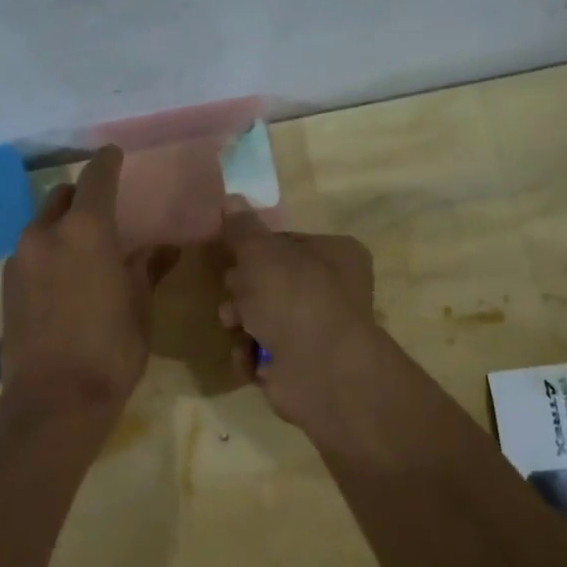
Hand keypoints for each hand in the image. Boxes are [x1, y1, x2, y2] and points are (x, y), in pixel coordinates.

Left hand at [1, 146, 176, 415]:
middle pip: (62, 197)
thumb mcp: (139, 306)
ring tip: (86, 246)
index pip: (96, 179)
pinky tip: (65, 275)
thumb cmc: (111, 350)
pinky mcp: (7, 284)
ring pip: (43, 225)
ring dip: (63, 225)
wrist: (55, 400)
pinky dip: (49, 250)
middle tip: (105, 209)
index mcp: (84, 231)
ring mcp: (20, 259)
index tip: (115, 154)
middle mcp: (45, 234)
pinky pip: (31, 251)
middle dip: (82, 196)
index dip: (107, 163)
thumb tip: (165, 246)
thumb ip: (148, 267)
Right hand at [217, 209, 379, 427]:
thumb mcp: (261, 252)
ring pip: (261, 318)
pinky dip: (250, 354)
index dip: (253, 250)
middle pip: (269, 282)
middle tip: (234, 295)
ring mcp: (315, 331)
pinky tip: (249, 357)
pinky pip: (262, 352)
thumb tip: (231, 197)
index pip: (284, 243)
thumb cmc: (294, 297)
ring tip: (236, 328)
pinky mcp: (299, 365)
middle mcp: (331, 290)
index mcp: (335, 254)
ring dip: (240, 323)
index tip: (231, 256)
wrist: (319, 369)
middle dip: (242, 291)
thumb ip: (242, 228)